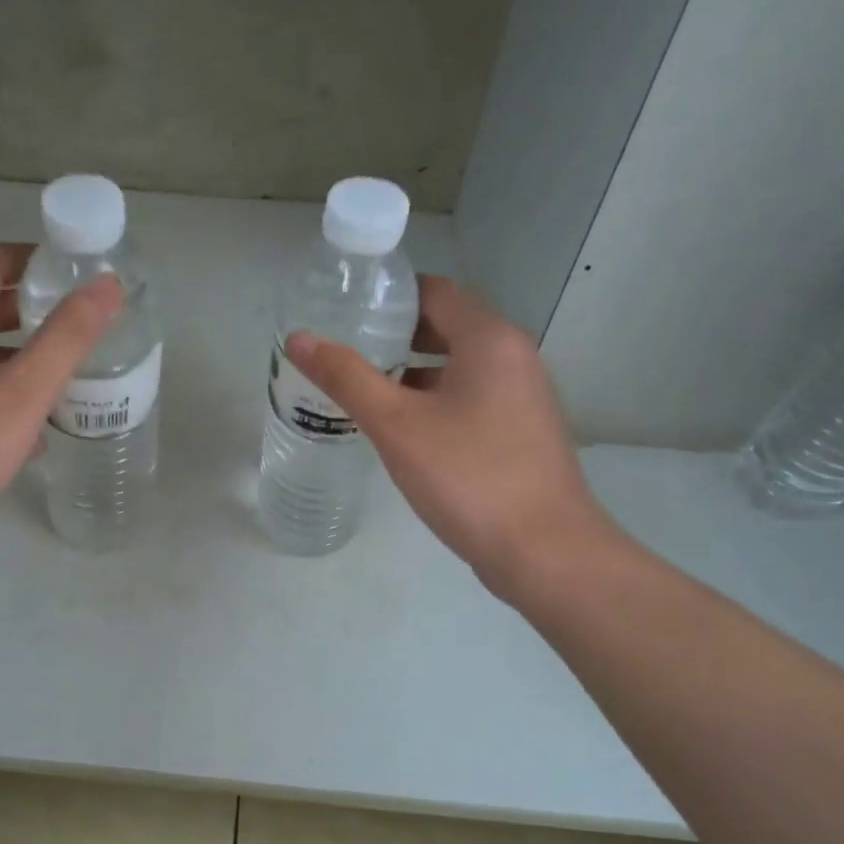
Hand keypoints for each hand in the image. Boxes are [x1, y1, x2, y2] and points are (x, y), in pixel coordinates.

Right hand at [284, 276, 621, 606]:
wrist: (544, 551)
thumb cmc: (468, 476)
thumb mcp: (397, 425)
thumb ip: (347, 378)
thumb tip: (298, 338)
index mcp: (490, 340)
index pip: (434, 292)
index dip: (388, 297)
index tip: (344, 312)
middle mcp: (514, 357)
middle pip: (447, 327)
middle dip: (395, 337)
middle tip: (344, 352)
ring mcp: (522, 397)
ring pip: (458, 367)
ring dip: (412, 372)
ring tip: (362, 390)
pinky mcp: (520, 432)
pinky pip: (471, 398)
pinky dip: (434, 400)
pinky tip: (401, 429)